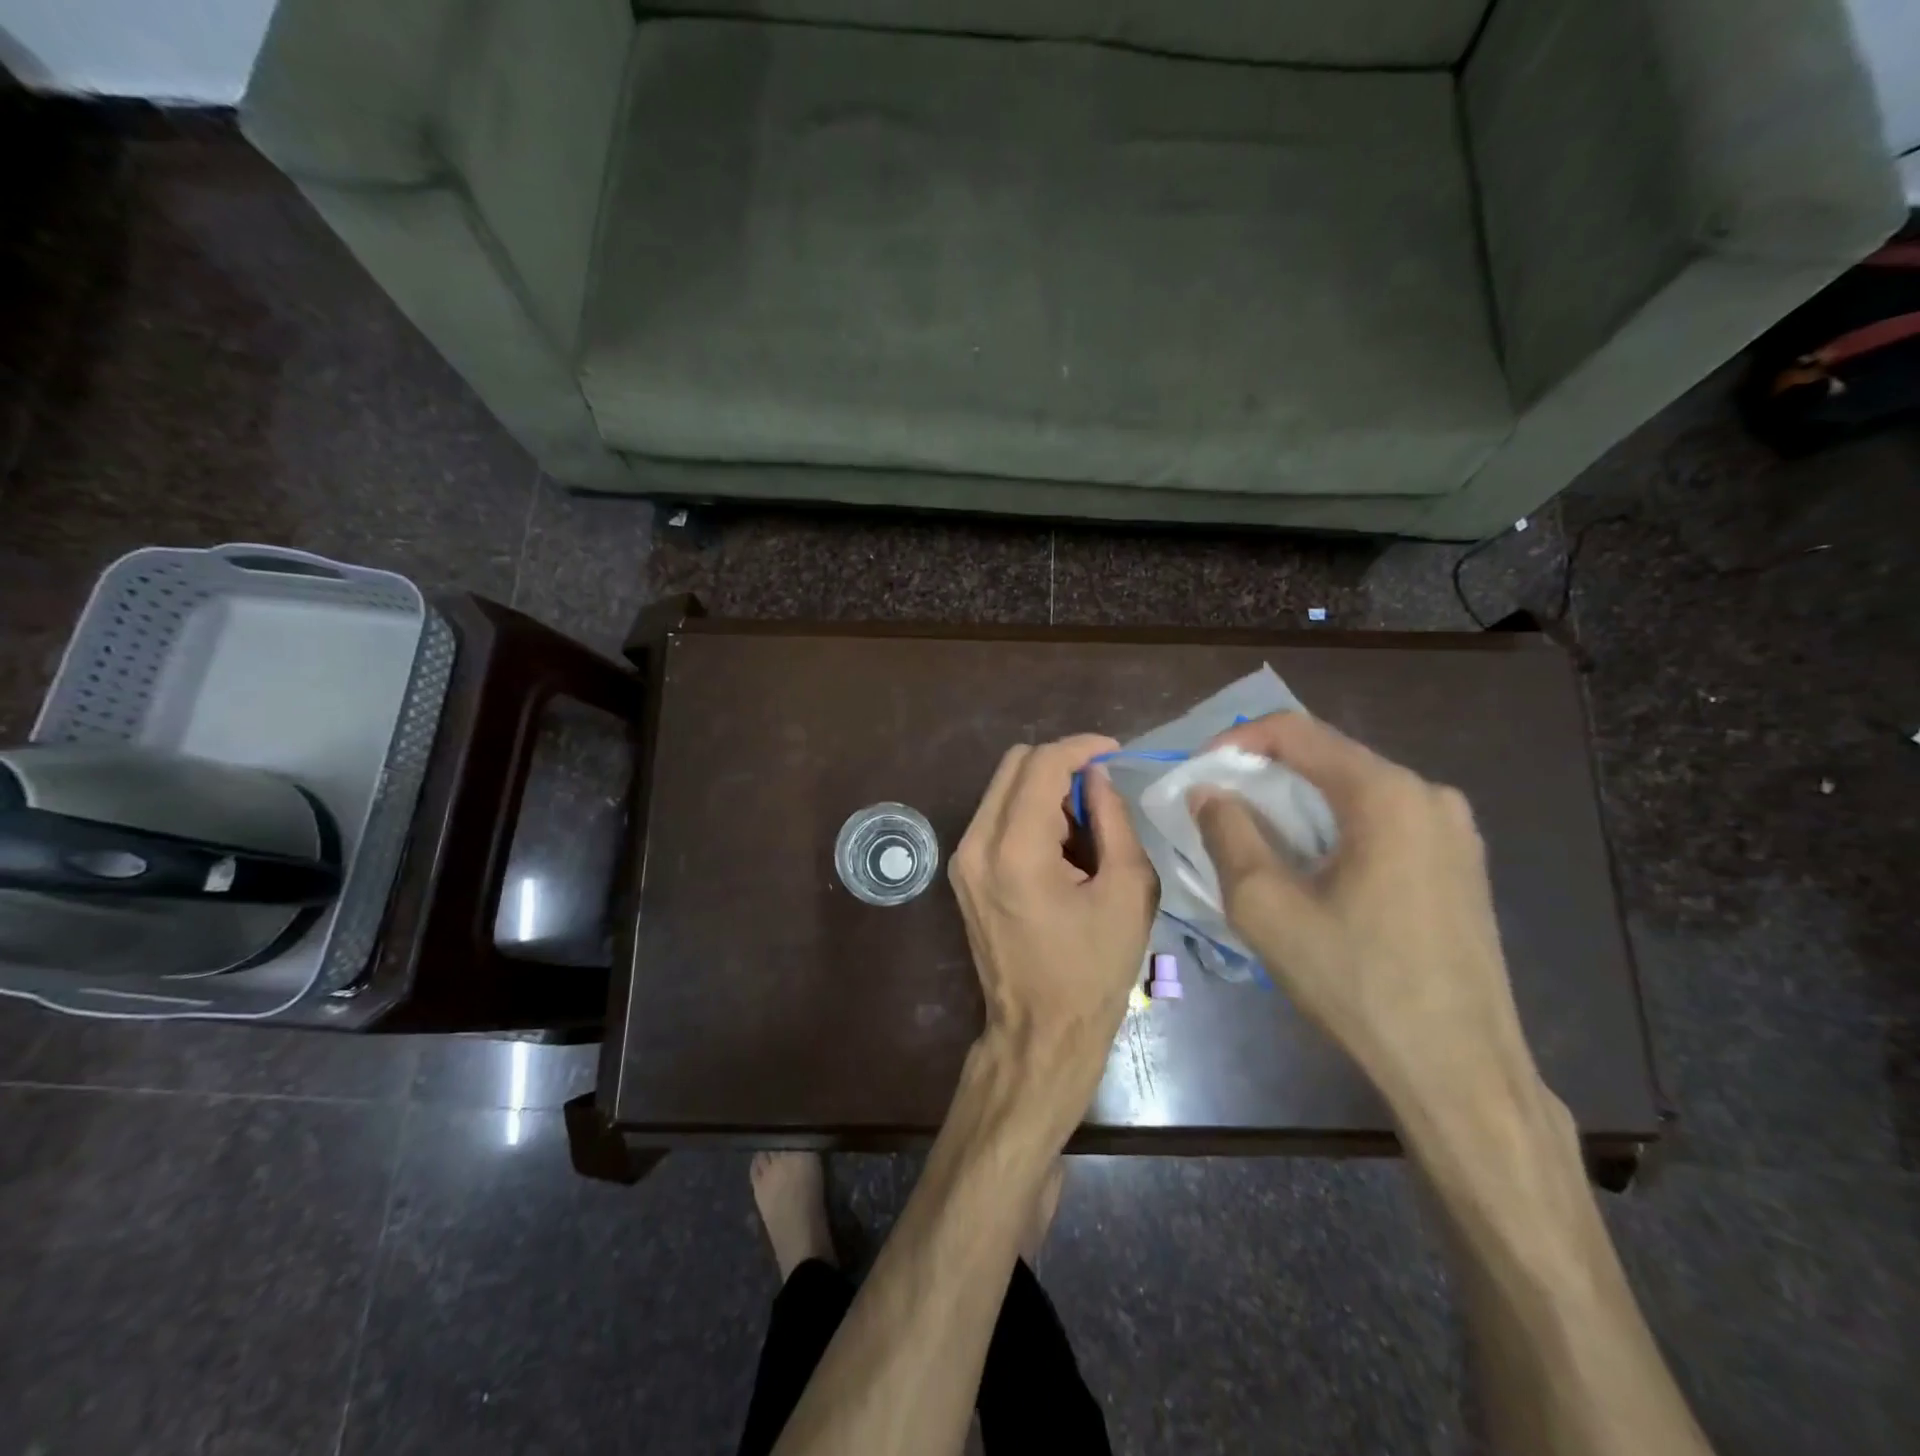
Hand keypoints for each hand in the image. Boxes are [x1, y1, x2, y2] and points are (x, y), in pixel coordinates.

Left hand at [950, 735, 1158, 1107]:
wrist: (1040, 1031)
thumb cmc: (1093, 970)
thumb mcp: (1126, 891)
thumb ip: (1113, 820)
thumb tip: (1098, 776)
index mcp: (1016, 849)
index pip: (1041, 763)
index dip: (1081, 747)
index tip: (1114, 753)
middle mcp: (976, 844)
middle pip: (1014, 764)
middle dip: (1060, 763)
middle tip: (1100, 791)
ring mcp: (962, 858)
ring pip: (1001, 787)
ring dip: (1043, 788)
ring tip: (1083, 825)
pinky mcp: (962, 872)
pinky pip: (994, 816)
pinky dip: (1027, 811)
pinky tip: (1058, 844)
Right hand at [1189, 713, 1546, 1124]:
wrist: (1458, 1068)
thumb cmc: (1355, 981)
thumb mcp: (1265, 906)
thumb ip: (1227, 834)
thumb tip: (1208, 792)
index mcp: (1386, 794)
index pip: (1296, 732)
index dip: (1236, 741)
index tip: (1199, 771)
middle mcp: (1429, 795)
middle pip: (1328, 757)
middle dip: (1265, 774)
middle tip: (1218, 806)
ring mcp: (1455, 830)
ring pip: (1355, 790)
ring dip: (1299, 803)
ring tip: (1258, 837)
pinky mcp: (1461, 864)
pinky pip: (1384, 820)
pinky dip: (1335, 827)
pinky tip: (1313, 867)